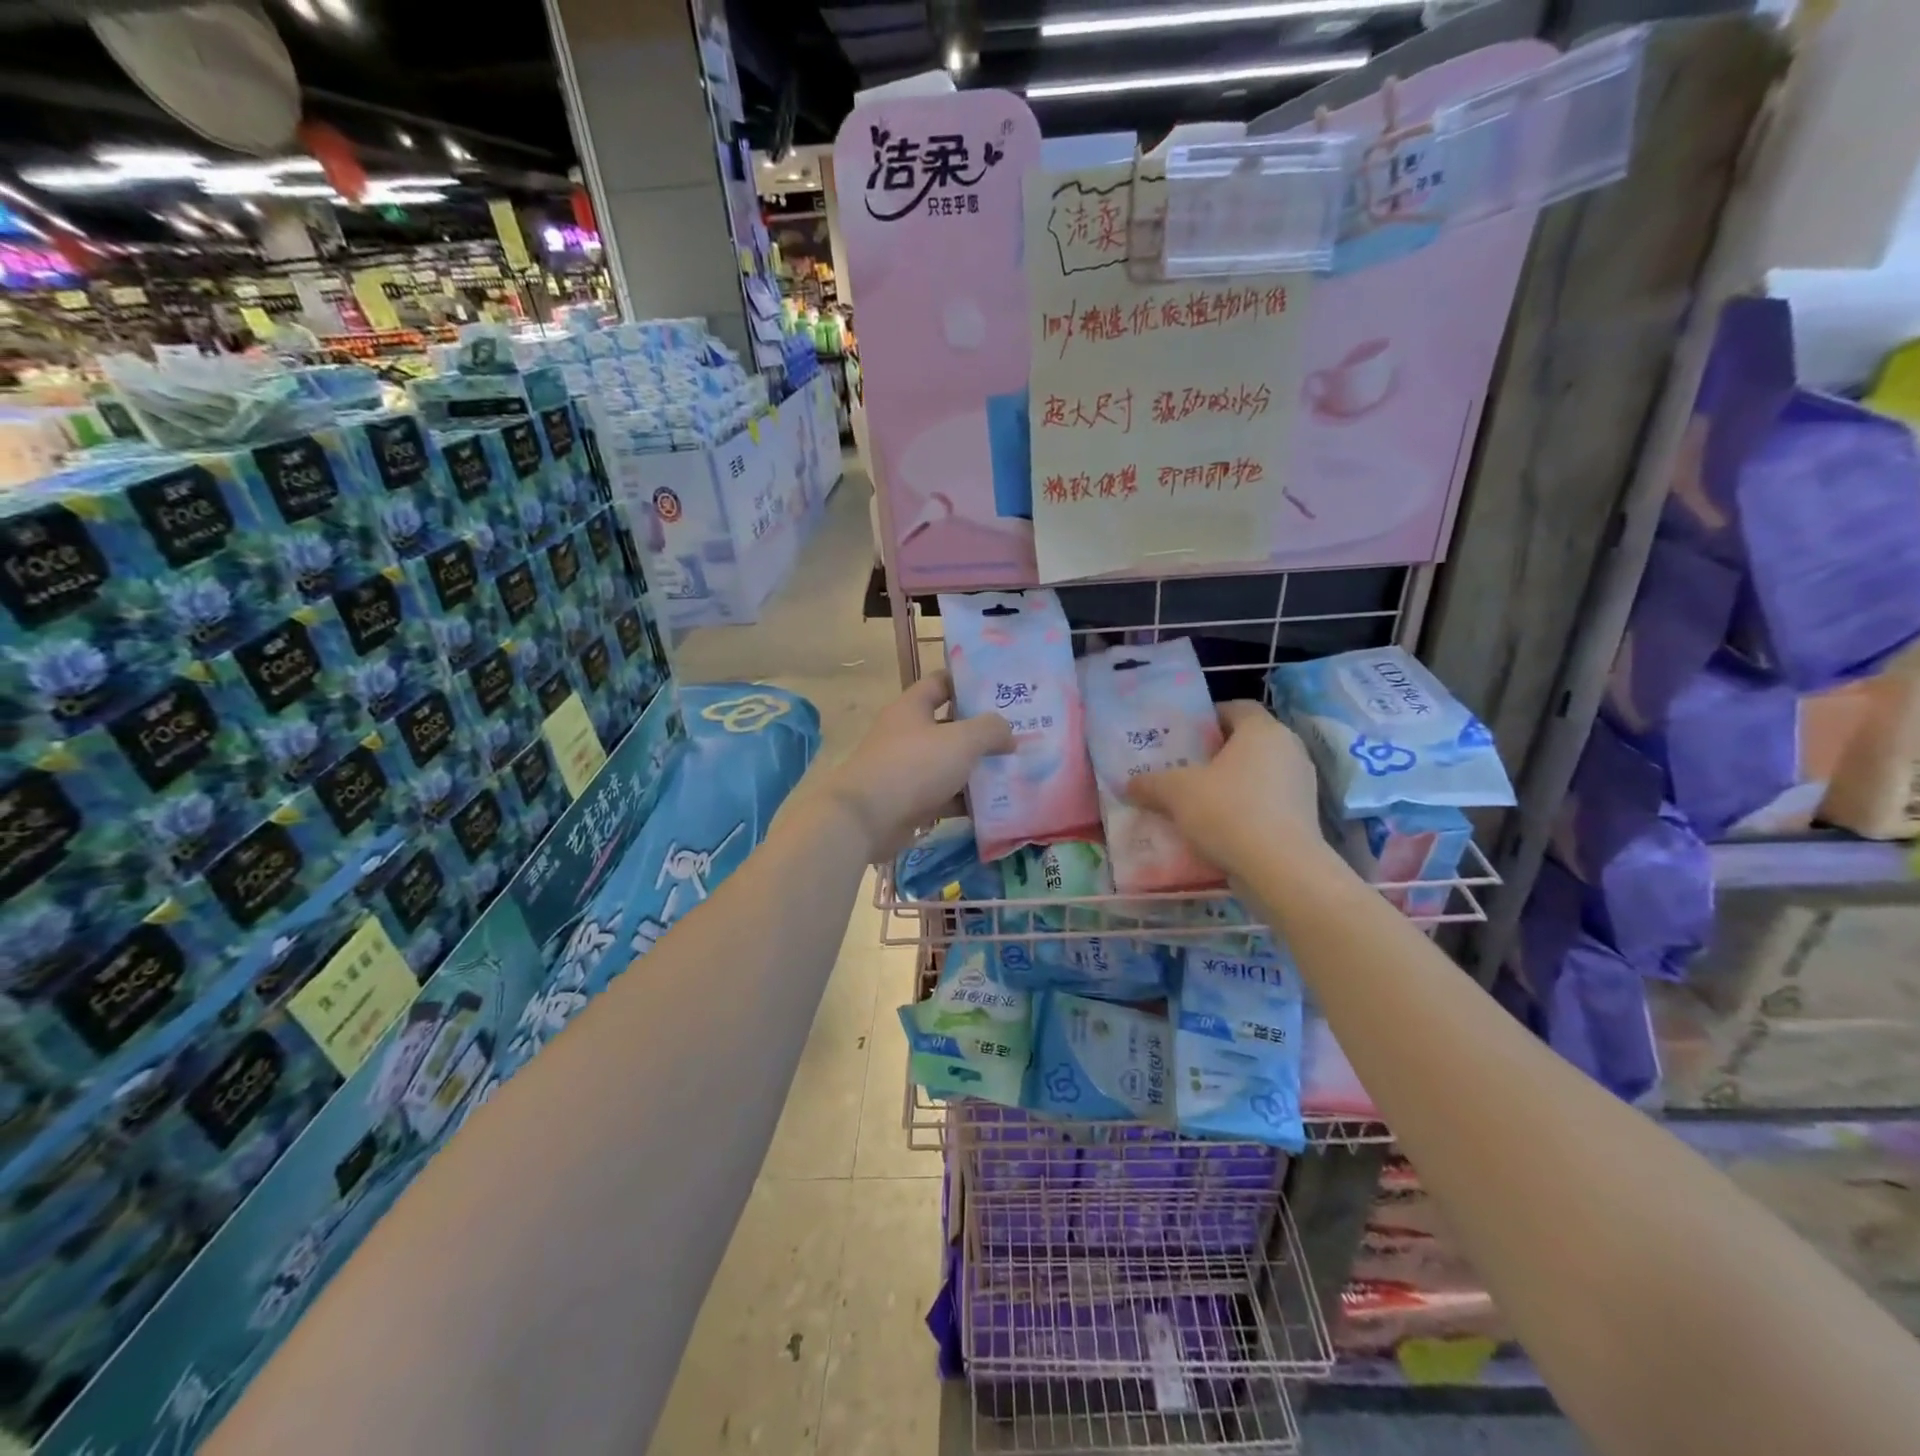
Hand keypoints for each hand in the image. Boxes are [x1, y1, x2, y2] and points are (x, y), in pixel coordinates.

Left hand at [820, 671, 1013, 859]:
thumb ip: (991, 730)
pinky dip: (965, 799)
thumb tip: (1008, 733)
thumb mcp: (961, 740)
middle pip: (950, 726)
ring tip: (1015, 770)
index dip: (969, 682)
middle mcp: (907, 734)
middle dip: (982, 731)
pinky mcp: (909, 801)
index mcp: (912, 707)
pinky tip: (995, 804)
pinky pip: (944, 795)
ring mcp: (907, 769)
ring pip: (949, 763)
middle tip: (1019, 733)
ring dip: (977, 768)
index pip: (942, 683)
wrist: (866, 819)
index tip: (1000, 689)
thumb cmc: (913, 766)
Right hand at [1125, 700, 1324, 877]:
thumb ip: (1150, 783)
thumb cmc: (1229, 812)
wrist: (1281, 869)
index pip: (1237, 707)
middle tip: (1184, 768)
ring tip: (1198, 801)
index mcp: (1262, 730)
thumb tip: (1129, 784)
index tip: (1184, 736)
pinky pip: (1268, 802)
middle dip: (1216, 753)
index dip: (1209, 717)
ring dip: (1231, 783)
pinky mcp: (1305, 817)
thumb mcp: (1176, 793)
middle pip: (1247, 741)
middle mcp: (1289, 749)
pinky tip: (1220, 828)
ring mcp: (1302, 784)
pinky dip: (1246, 808)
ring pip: (1258, 773)